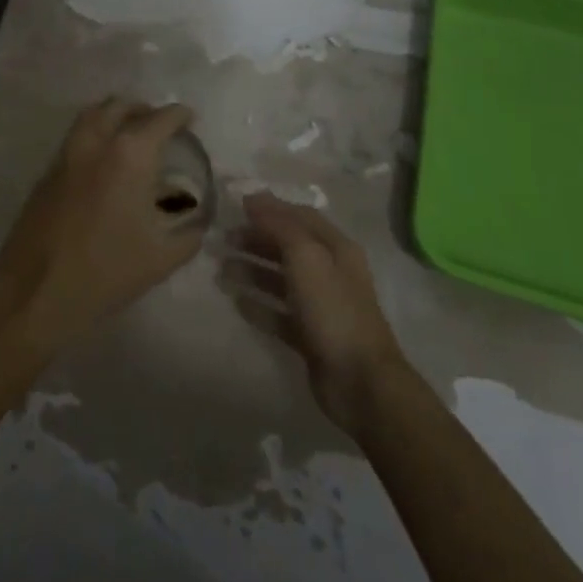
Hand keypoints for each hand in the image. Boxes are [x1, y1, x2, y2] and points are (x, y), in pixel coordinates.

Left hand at [0, 99, 204, 349]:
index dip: (179, 115)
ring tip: (131, 135)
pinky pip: (75, 137)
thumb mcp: (162, 257)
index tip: (190, 118)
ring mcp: (66, 154)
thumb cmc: (107, 271)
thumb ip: (189, 232)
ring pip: (92, 115)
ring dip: (114, 115)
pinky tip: (104, 163)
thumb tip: (197, 219)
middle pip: (120, 106)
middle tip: (160, 126)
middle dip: (144, 110)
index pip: (160, 119)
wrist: (37, 289)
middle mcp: (96, 142)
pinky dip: (94, 135)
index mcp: (129, 155)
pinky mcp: (47, 171)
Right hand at [224, 191, 406, 430]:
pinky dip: (258, 305)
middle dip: (256, 239)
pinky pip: (279, 313)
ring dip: (252, 271)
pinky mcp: (310, 336)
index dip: (270, 208)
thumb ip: (279, 225)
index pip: (300, 217)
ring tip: (221, 270)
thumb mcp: (306, 256)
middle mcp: (329, 272)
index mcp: (336, 248)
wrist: (360, 382)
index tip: (236, 204)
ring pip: (280, 279)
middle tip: (223, 240)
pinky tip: (236, 302)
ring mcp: (320, 306)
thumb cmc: (333, 309)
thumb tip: (253, 199)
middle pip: (287, 246)